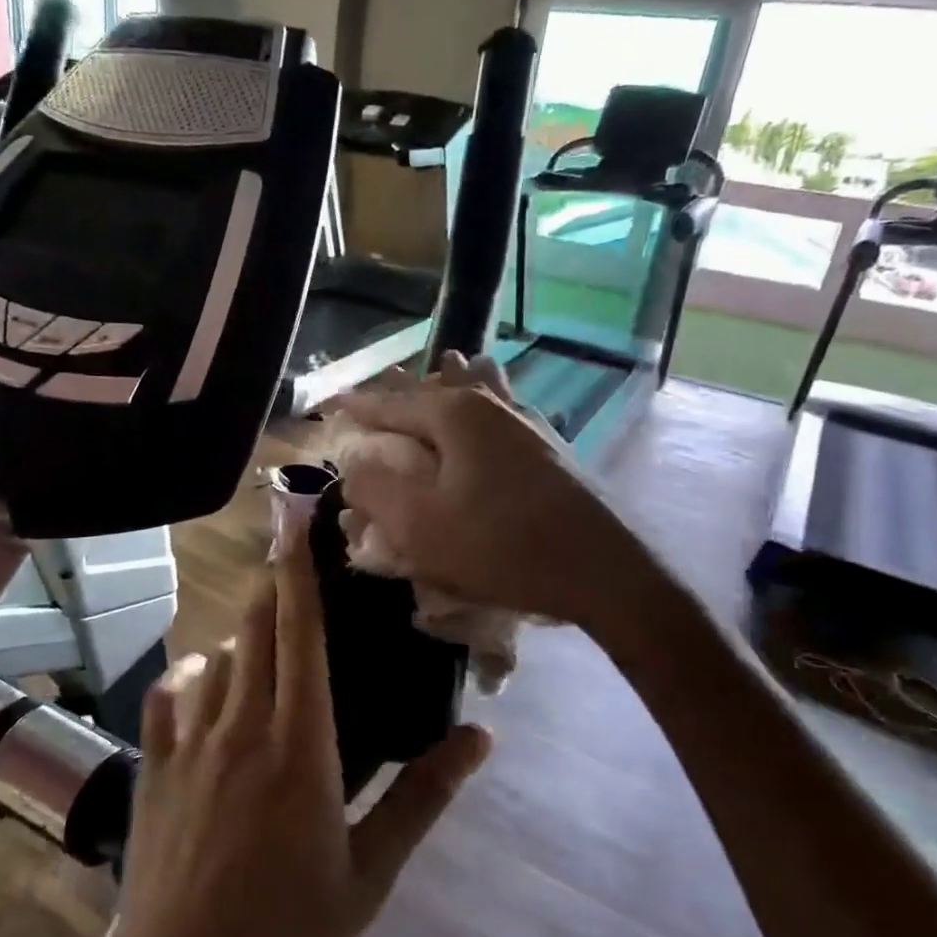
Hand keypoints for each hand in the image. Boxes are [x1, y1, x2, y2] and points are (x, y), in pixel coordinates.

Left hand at [76, 518, 492, 936]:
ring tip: (260, 636)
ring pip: (214, 659)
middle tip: (288, 564)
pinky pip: (168, 696)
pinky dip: (189, 675)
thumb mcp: (369, 876)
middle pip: (254, 630)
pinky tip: (202, 681)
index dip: (299, 575)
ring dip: (239, 636)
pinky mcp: (152, 769)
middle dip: (271, 589)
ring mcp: (188, 745)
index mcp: (300, 746)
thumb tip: (480, 737)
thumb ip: (422, 797)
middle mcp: (240, 727)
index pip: (301, 636)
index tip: (296, 526)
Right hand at [334, 352, 639, 626]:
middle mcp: (492, 406)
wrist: (603, 570)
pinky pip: (506, 410)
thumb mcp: (420, 526)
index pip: (391, 404)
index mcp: (455, 415)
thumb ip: (376, 489)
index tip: (332, 403)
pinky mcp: (552, 447)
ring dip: (454, 381)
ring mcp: (528, 423)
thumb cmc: (503, 546)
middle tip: (382, 383)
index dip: (357, 406)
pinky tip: (497, 405)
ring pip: (481, 389)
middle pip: (437, 387)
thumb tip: (354, 463)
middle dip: (405, 388)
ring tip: (446, 366)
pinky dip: (488, 401)